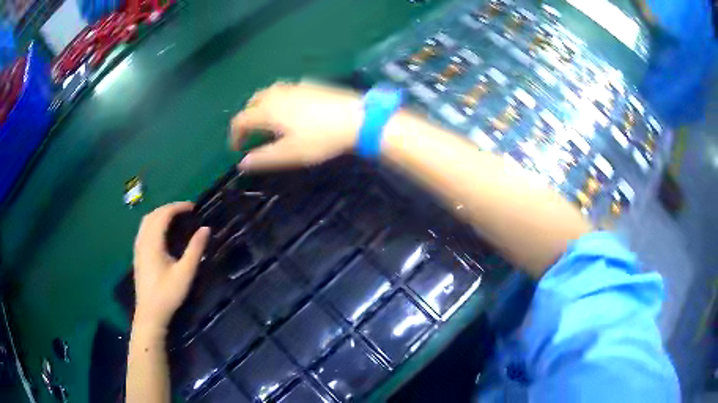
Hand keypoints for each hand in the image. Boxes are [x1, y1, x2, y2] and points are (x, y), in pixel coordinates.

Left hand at [132, 202, 209, 331]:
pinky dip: (154, 222)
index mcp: (153, 242)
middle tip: (185, 211)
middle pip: (153, 214)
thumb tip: (206, 228)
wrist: (150, 313)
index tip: (193, 207)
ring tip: (175, 218)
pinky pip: (144, 229)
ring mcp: (138, 247)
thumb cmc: (168, 294)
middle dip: (169, 208)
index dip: (178, 207)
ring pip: (146, 221)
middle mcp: (143, 240)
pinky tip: (161, 232)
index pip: (163, 214)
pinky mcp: (137, 254)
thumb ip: (195, 249)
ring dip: (160, 214)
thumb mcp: (185, 273)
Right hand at [230, 81, 362, 169]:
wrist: (356, 117)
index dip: (235, 135)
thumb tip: (242, 163)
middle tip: (250, 134)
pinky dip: (277, 100)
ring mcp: (294, 86)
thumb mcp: (290, 154)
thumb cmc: (320, 138)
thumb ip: (263, 158)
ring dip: (261, 107)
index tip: (236, 148)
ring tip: (267, 122)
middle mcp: (276, 94)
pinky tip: (290, 109)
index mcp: (267, 110)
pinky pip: (285, 90)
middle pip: (252, 102)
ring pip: (268, 93)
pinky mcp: (310, 84)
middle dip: (246, 118)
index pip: (241, 120)